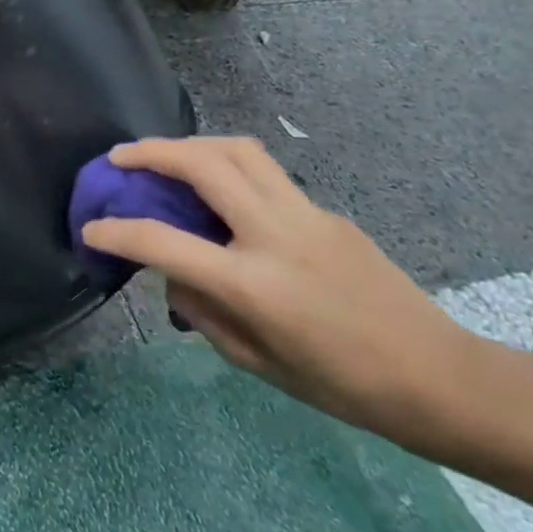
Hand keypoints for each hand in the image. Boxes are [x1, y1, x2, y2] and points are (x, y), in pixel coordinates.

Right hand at [81, 137, 484, 447]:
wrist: (441, 378)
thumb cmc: (344, 387)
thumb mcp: (257, 363)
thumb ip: (204, 313)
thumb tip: (173, 276)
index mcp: (253, 284)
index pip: (164, 242)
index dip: (117, 231)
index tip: (91, 227)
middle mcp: (275, 235)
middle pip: (204, 165)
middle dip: (151, 152)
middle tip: (120, 158)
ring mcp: (306, 215)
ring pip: (238, 150)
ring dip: (191, 144)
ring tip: (165, 156)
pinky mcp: (326, 211)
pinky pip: (266, 174)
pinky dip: (228, 168)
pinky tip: (222, 195)